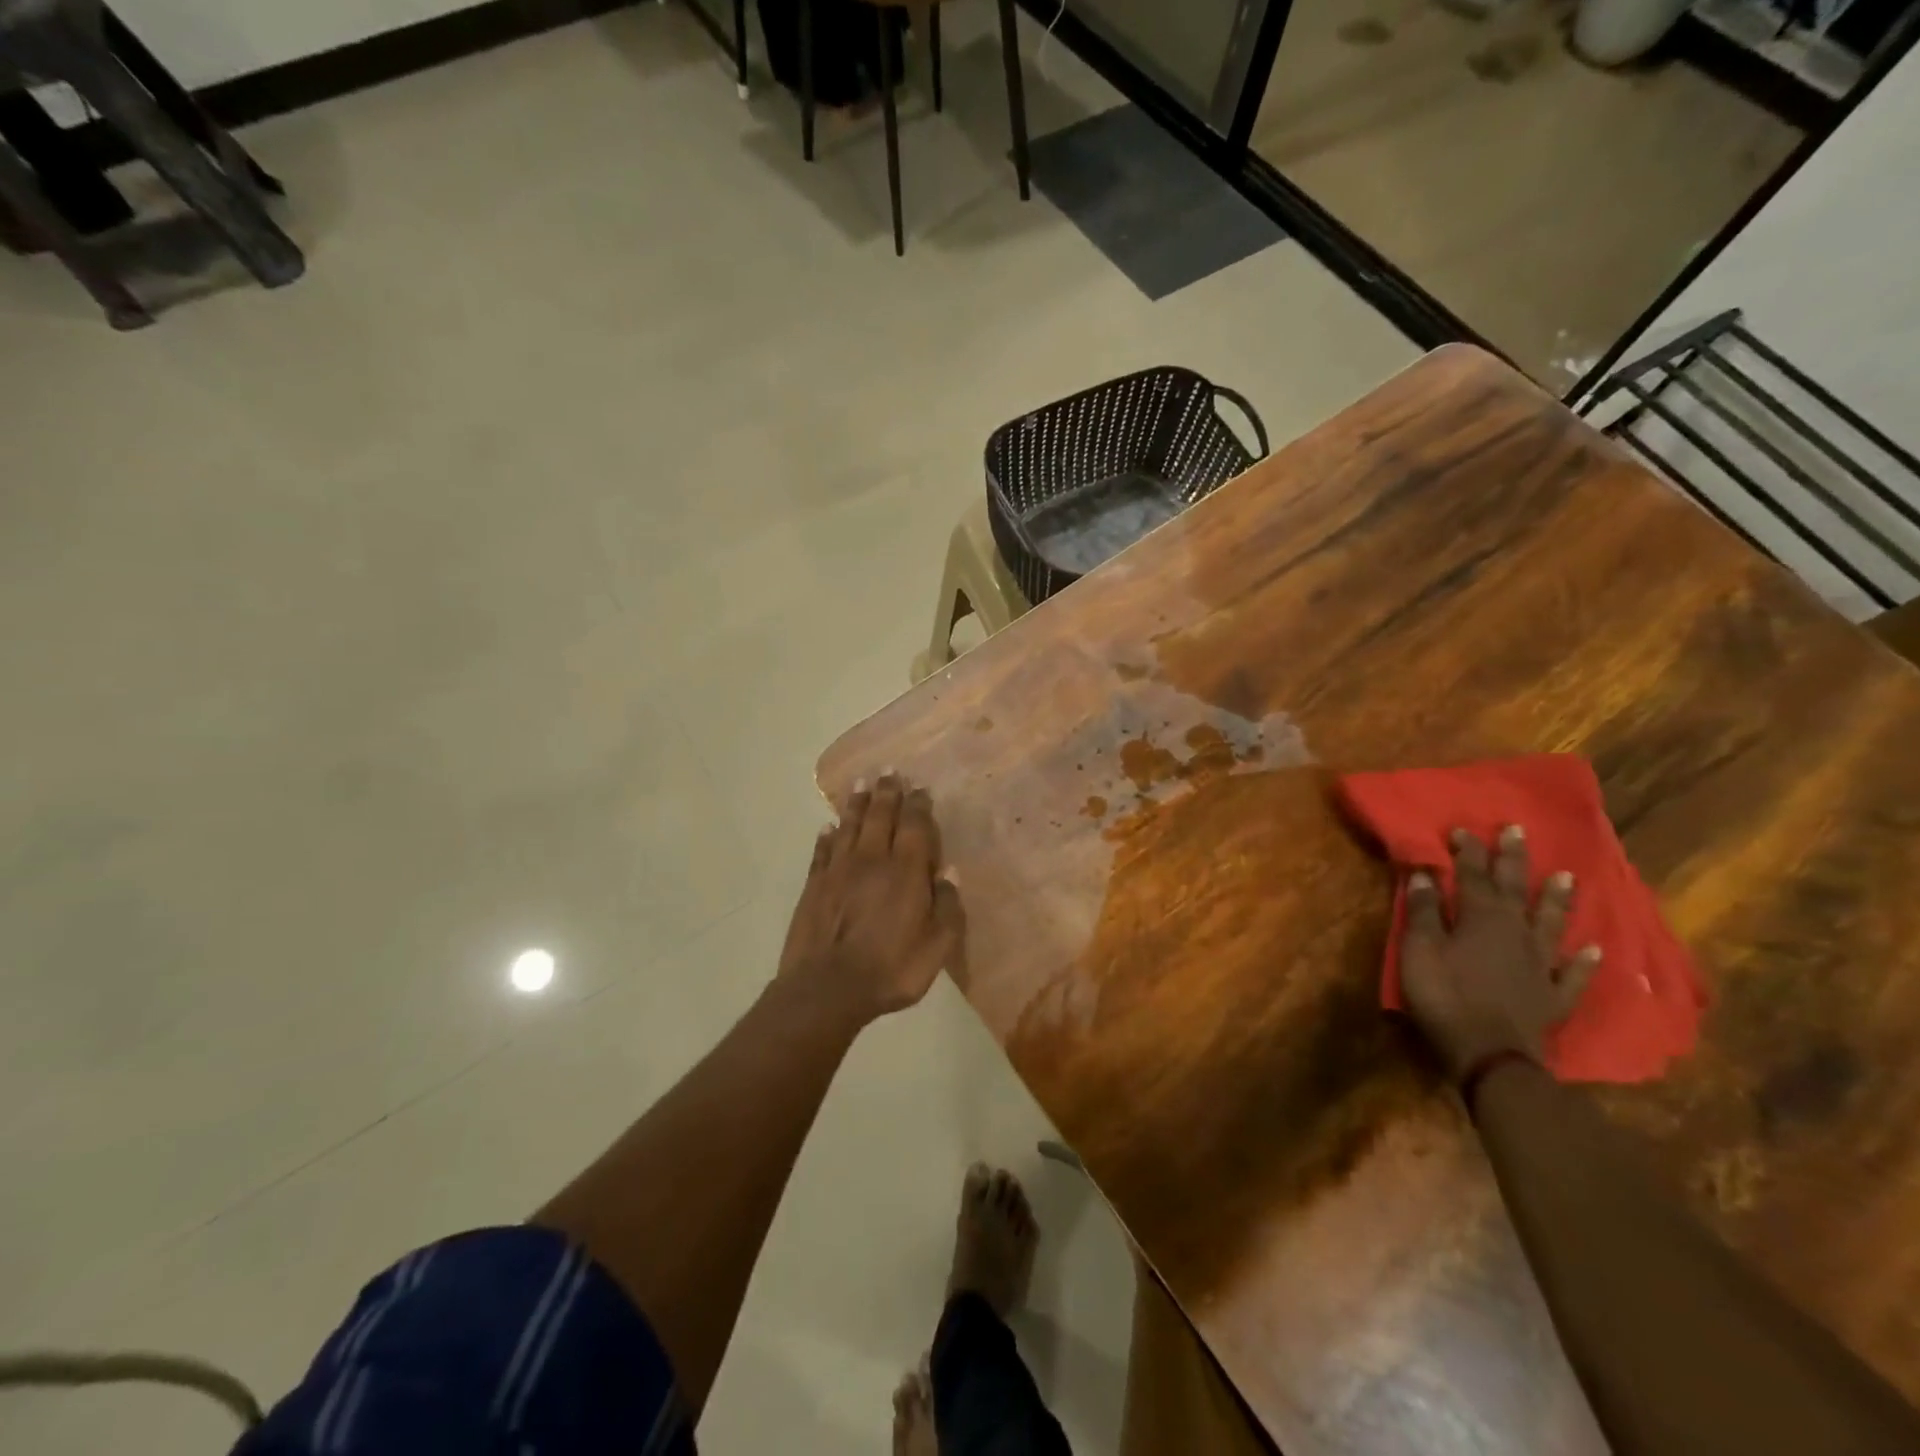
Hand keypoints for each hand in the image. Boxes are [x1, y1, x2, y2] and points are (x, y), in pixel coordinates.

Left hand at [778, 773, 964, 1026]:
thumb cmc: (891, 969)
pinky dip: (827, 835)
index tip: (919, 787)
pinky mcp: (814, 885)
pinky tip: (828, 827)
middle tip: (889, 771)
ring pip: (850, 826)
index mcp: (906, 872)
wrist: (827, 988)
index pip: (914, 826)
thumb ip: (947, 908)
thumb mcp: (936, 947)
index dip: (918, 805)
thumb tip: (949, 873)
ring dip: (857, 803)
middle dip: (887, 792)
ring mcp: (839, 870)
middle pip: (880, 816)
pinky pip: (822, 850)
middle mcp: (872, 860)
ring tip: (861, 784)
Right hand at [1400, 825, 1600, 1080]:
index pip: (1473, 876)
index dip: (1468, 851)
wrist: (1491, 1055)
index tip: (1464, 828)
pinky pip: (1574, 974)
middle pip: (1515, 889)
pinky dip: (1586, 961)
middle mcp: (1516, 932)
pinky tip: (1597, 950)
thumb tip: (1425, 874)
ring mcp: (1541, 964)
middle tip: (1518, 831)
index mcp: (1480, 918)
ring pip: (1550, 923)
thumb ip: (1423, 912)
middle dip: (1513, 859)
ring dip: (1557, 899)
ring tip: (1567, 876)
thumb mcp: (1419, 950)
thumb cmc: (1445, 997)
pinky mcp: (1553, 995)